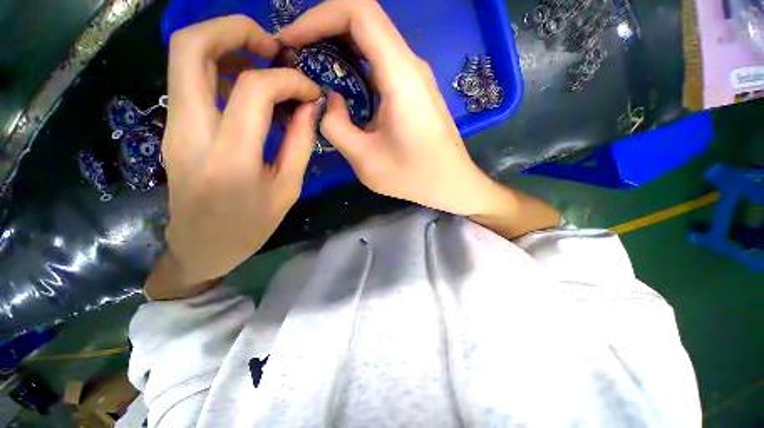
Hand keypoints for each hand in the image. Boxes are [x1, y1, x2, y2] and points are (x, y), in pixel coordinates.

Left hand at [161, 15, 320, 285]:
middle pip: (190, 47)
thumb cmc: (251, 225)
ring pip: (183, 57)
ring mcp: (174, 127)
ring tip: (262, 61)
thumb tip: (310, 107)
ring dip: (224, 44)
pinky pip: (189, 80)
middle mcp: (191, 132)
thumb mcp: (288, 189)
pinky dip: (219, 68)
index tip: (309, 89)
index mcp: (231, 157)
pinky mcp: (173, 129)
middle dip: (234, 28)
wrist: (201, 246)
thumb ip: (301, 143)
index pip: (254, 89)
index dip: (288, 79)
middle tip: (272, 45)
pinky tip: (245, 86)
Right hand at [279, 0, 502, 215]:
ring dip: (338, 48)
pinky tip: (341, 86)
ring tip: (311, 69)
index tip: (291, 41)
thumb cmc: (414, 177)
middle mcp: (411, 66)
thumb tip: (328, 101)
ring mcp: (416, 76)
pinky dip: (355, 65)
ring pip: (372, 41)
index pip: (358, 13)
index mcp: (401, 76)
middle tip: (296, 56)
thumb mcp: (365, 160)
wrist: (451, 183)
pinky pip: (381, 63)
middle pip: (364, 21)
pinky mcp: (415, 90)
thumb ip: (336, 127)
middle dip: (323, 30)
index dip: (318, 17)